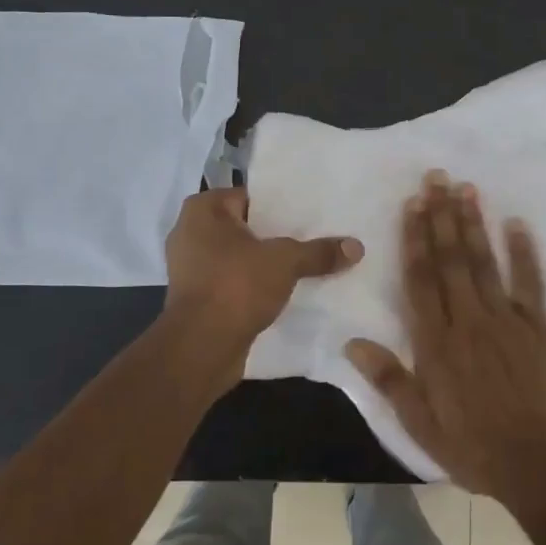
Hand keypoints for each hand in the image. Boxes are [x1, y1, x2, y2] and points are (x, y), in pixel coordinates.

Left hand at [163, 187, 362, 374]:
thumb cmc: (236, 286)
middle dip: (276, 236)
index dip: (281, 206)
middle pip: (246, 228)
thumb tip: (356, 246)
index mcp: (203, 210)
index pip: (250, 197)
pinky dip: (254, 285)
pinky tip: (285, 291)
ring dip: (265, 263)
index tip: (310, 216)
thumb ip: (319, 252)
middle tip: (314, 238)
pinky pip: (233, 282)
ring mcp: (190, 268)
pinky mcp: (196, 297)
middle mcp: (190, 232)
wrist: (200, 347)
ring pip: (239, 257)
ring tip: (305, 265)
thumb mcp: (285, 262)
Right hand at [346, 173, 545, 507]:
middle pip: (452, 260)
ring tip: (467, 188)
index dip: (415, 239)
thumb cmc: (473, 448)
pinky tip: (519, 223)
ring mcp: (507, 321)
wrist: (538, 466)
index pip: (421, 280)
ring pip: (486, 263)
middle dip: (442, 217)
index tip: (412, 204)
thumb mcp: (420, 425)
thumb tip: (352, 342)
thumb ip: (389, 380)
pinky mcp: (538, 329)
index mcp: (436, 344)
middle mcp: (469, 322)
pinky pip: (532, 284)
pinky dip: (526, 253)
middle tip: (437, 178)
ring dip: (475, 224)